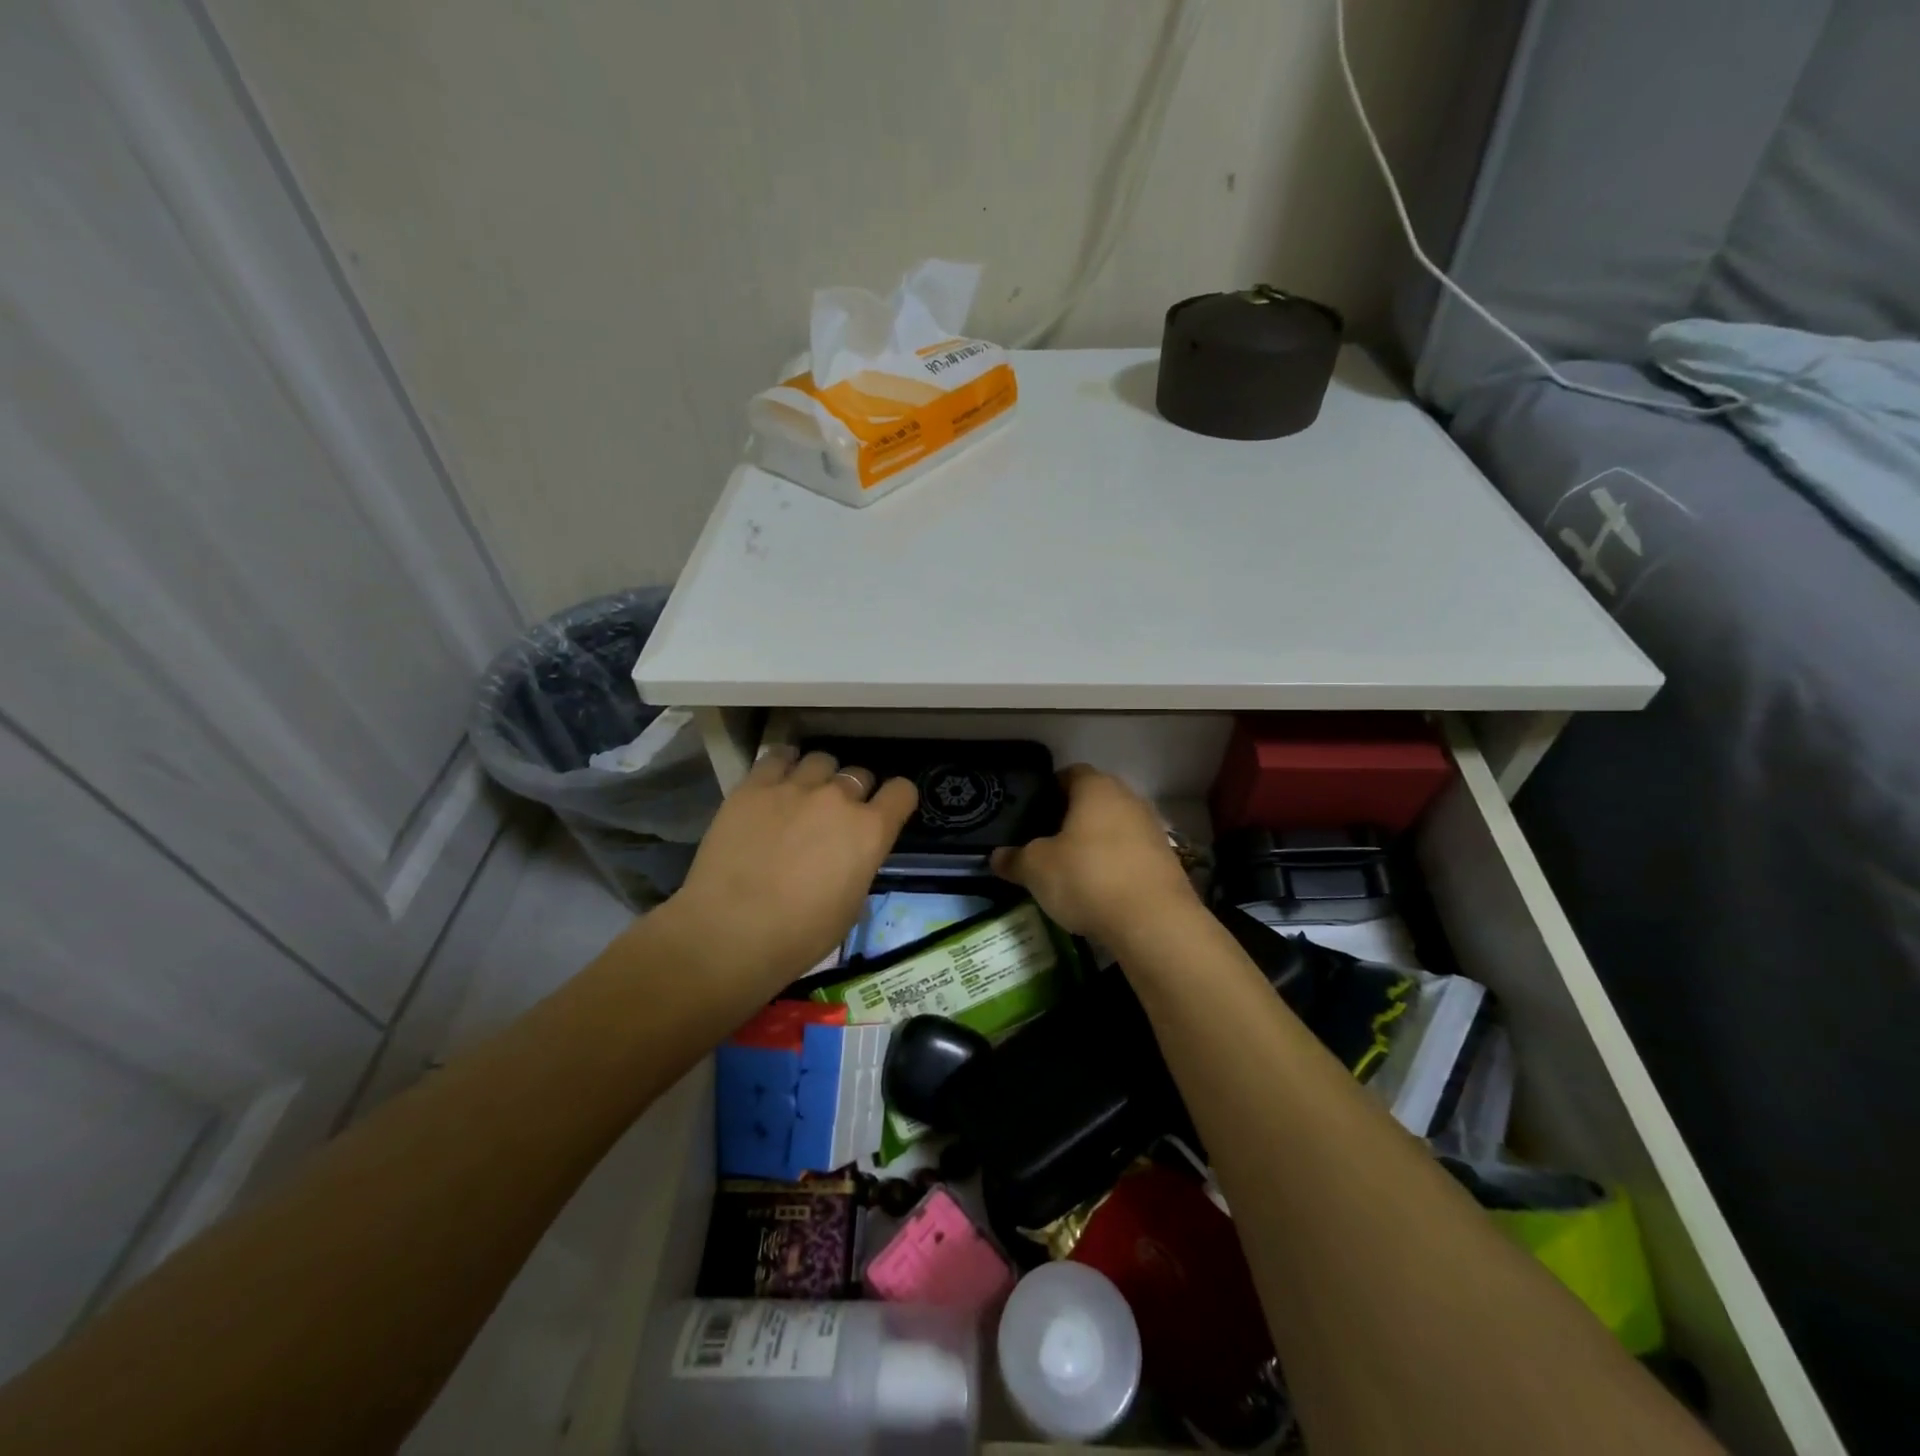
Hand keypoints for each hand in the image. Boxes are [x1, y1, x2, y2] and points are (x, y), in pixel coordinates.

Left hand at [669, 747, 916, 990]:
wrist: (730, 932)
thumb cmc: (799, 935)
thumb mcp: (850, 905)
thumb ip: (859, 864)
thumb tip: (850, 853)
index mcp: (870, 831)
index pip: (902, 792)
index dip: (896, 800)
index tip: (886, 811)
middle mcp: (838, 799)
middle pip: (859, 774)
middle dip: (854, 792)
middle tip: (835, 815)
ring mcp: (795, 787)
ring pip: (821, 760)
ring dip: (820, 776)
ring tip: (804, 794)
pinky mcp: (755, 786)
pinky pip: (777, 756)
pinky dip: (784, 764)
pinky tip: (777, 779)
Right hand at [990, 764, 1198, 943]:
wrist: (1153, 922)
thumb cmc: (1087, 878)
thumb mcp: (1036, 869)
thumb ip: (1014, 859)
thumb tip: (996, 857)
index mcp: (1096, 788)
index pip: (1070, 774)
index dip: (1049, 790)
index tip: (1033, 813)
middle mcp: (1128, 799)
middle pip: (1094, 800)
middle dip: (1072, 818)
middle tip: (1046, 842)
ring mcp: (1152, 829)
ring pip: (1115, 828)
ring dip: (1096, 843)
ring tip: (1071, 869)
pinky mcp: (1167, 860)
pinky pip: (1131, 854)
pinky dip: (1115, 865)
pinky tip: (1099, 890)